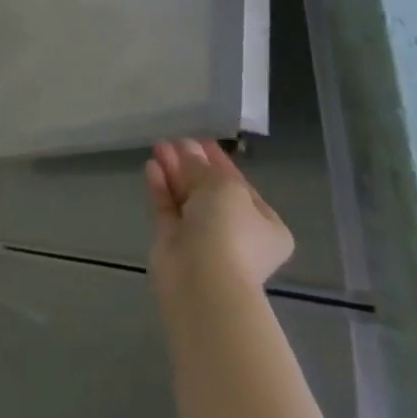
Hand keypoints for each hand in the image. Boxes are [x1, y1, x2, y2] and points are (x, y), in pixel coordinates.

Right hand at [146, 138, 293, 296]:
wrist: (202, 278)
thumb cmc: (229, 230)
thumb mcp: (223, 188)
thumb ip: (201, 166)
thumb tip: (185, 148)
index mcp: (265, 224)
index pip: (240, 185)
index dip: (219, 160)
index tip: (199, 139)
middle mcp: (237, 231)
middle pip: (211, 190)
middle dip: (192, 164)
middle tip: (174, 140)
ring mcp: (204, 237)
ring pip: (187, 197)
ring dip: (174, 172)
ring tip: (158, 146)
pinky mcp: (175, 240)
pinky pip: (168, 208)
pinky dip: (161, 187)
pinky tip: (152, 166)